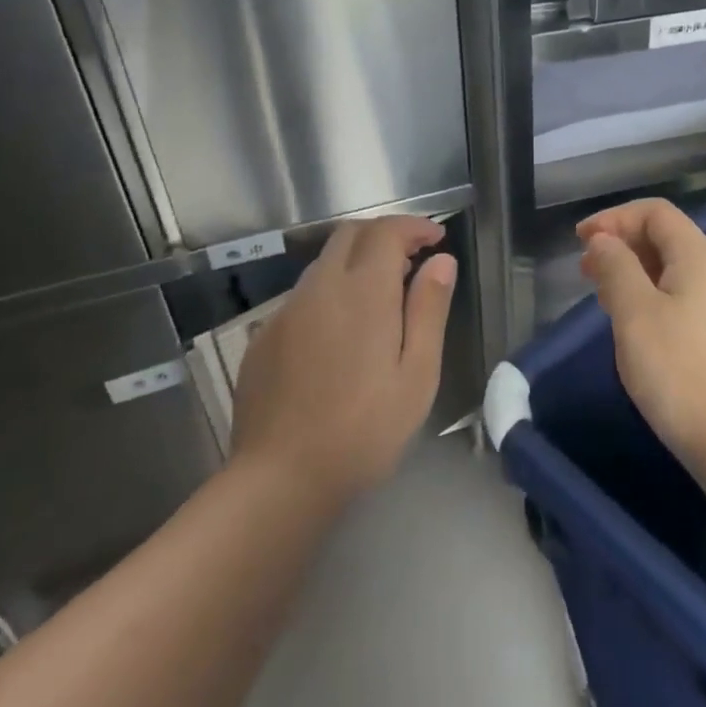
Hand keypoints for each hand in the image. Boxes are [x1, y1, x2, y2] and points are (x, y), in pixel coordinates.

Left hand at [230, 216, 456, 505]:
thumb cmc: (365, 429)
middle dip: (384, 234)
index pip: (386, 232)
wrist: (280, 480)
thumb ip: (429, 309)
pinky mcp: (263, 338)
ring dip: (357, 262)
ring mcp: (285, 312)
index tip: (437, 238)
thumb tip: (442, 261)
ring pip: (324, 264)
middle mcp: (319, 288)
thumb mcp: (417, 373)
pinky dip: (331, 292)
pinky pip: (303, 296)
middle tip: (413, 258)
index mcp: (362, 292)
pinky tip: (341, 333)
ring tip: (382, 296)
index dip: (414, 226)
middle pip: (350, 234)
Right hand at [578, 199, 705, 473]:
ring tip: (606, 297)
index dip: (614, 218)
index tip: (580, 241)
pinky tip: (640, 323)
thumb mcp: (635, 315)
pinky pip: (692, 296)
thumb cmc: (679, 372)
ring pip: (680, 270)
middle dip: (624, 245)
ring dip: (640, 272)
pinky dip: (659, 294)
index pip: (656, 213)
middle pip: (670, 238)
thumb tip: (604, 240)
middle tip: (586, 271)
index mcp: (703, 256)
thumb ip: (616, 267)